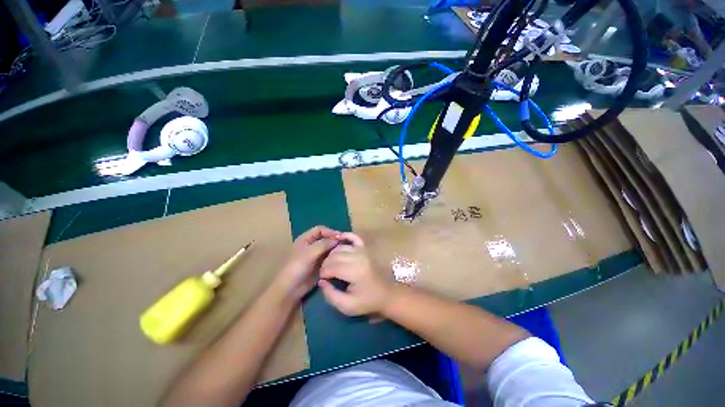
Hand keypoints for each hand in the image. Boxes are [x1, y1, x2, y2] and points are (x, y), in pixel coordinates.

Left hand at [275, 226, 339, 299]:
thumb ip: (324, 244)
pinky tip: (341, 258)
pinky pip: (330, 256)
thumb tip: (337, 239)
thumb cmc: (297, 268)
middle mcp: (311, 245)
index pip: (320, 230)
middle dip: (334, 240)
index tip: (340, 237)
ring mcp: (316, 254)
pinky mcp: (320, 263)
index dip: (330, 231)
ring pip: (329, 247)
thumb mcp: (309, 253)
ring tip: (345, 251)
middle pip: (325, 238)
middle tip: (345, 244)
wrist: (291, 288)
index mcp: (305, 239)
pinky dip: (335, 256)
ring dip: (336, 248)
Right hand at [318, 233, 393, 315]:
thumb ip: (330, 295)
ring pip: (340, 247)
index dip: (323, 273)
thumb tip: (321, 281)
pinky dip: (345, 236)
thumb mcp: (347, 306)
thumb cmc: (367, 302)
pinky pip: (354, 237)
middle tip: (325, 274)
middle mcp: (359, 257)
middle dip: (325, 264)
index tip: (323, 280)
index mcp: (355, 272)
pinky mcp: (365, 248)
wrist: (386, 294)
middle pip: (334, 255)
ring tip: (330, 264)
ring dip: (332, 254)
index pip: (331, 266)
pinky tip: (338, 239)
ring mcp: (363, 251)